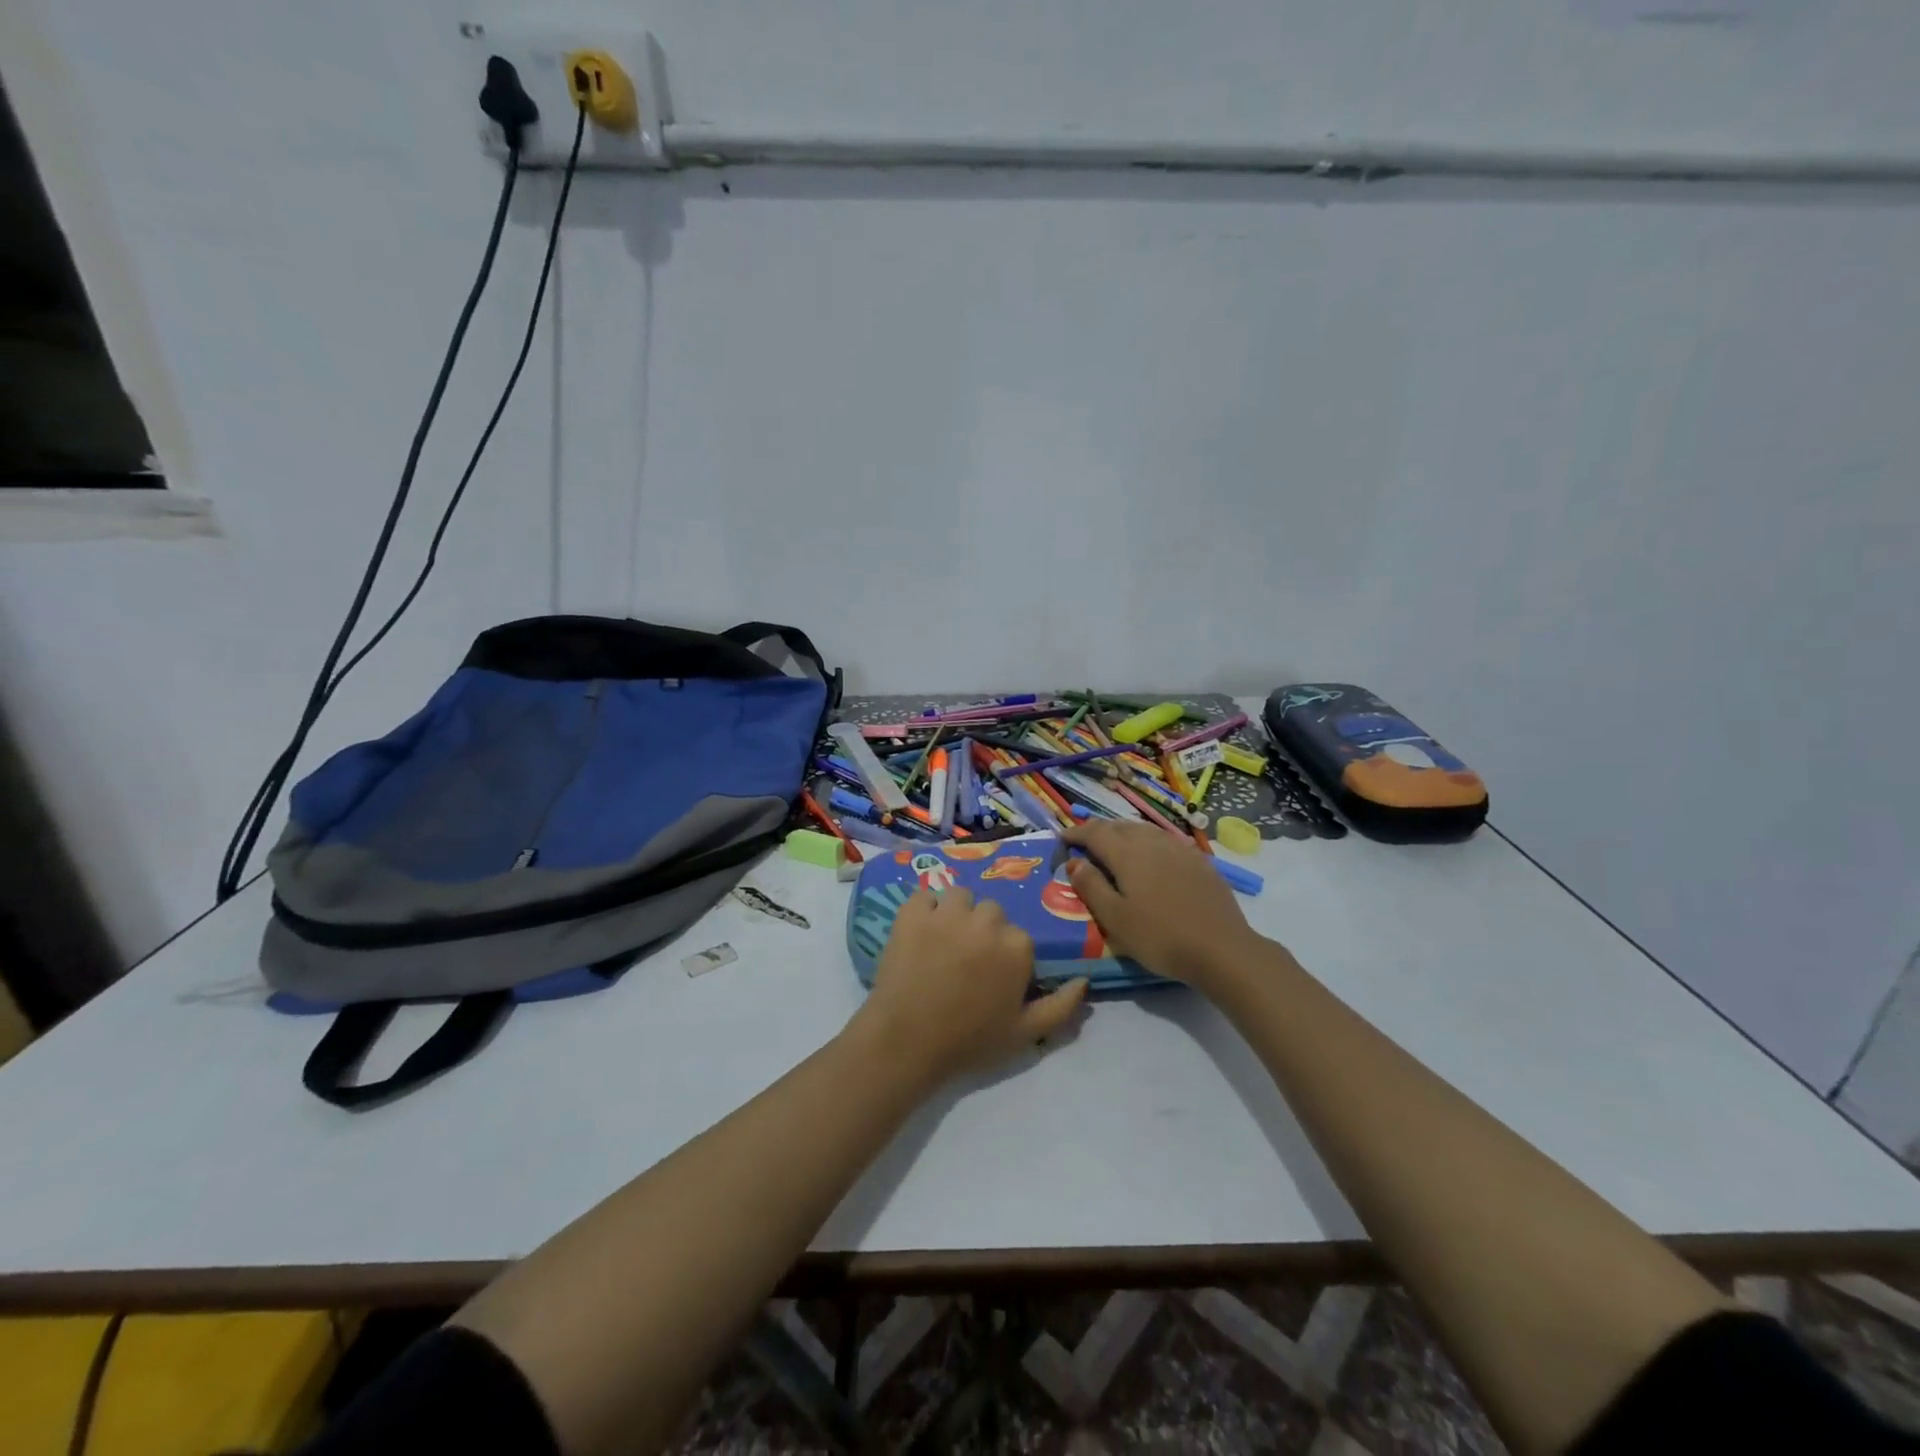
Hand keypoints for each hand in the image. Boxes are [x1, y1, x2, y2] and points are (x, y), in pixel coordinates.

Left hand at [852, 887, 1086, 1086]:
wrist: (907, 1041)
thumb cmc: (969, 1040)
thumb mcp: (1025, 1033)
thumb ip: (1060, 1006)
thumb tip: (1084, 981)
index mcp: (1017, 945)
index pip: (1017, 935)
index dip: (1005, 955)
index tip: (990, 976)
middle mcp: (987, 920)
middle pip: (990, 911)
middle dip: (981, 930)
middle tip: (964, 960)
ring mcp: (947, 912)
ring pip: (959, 896)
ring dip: (955, 913)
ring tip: (941, 942)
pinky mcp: (912, 912)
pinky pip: (923, 895)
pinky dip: (922, 910)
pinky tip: (918, 934)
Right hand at [1060, 820, 1262, 989]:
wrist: (1223, 950)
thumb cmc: (1160, 936)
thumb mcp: (1115, 919)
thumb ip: (1091, 887)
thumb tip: (1075, 862)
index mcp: (1127, 853)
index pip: (1095, 832)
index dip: (1076, 833)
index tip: (1061, 839)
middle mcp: (1152, 842)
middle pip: (1120, 826)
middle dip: (1099, 832)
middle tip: (1085, 845)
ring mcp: (1180, 849)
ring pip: (1144, 831)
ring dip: (1124, 835)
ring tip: (1114, 850)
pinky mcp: (1200, 862)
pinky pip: (1165, 842)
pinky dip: (1148, 844)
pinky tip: (1151, 861)